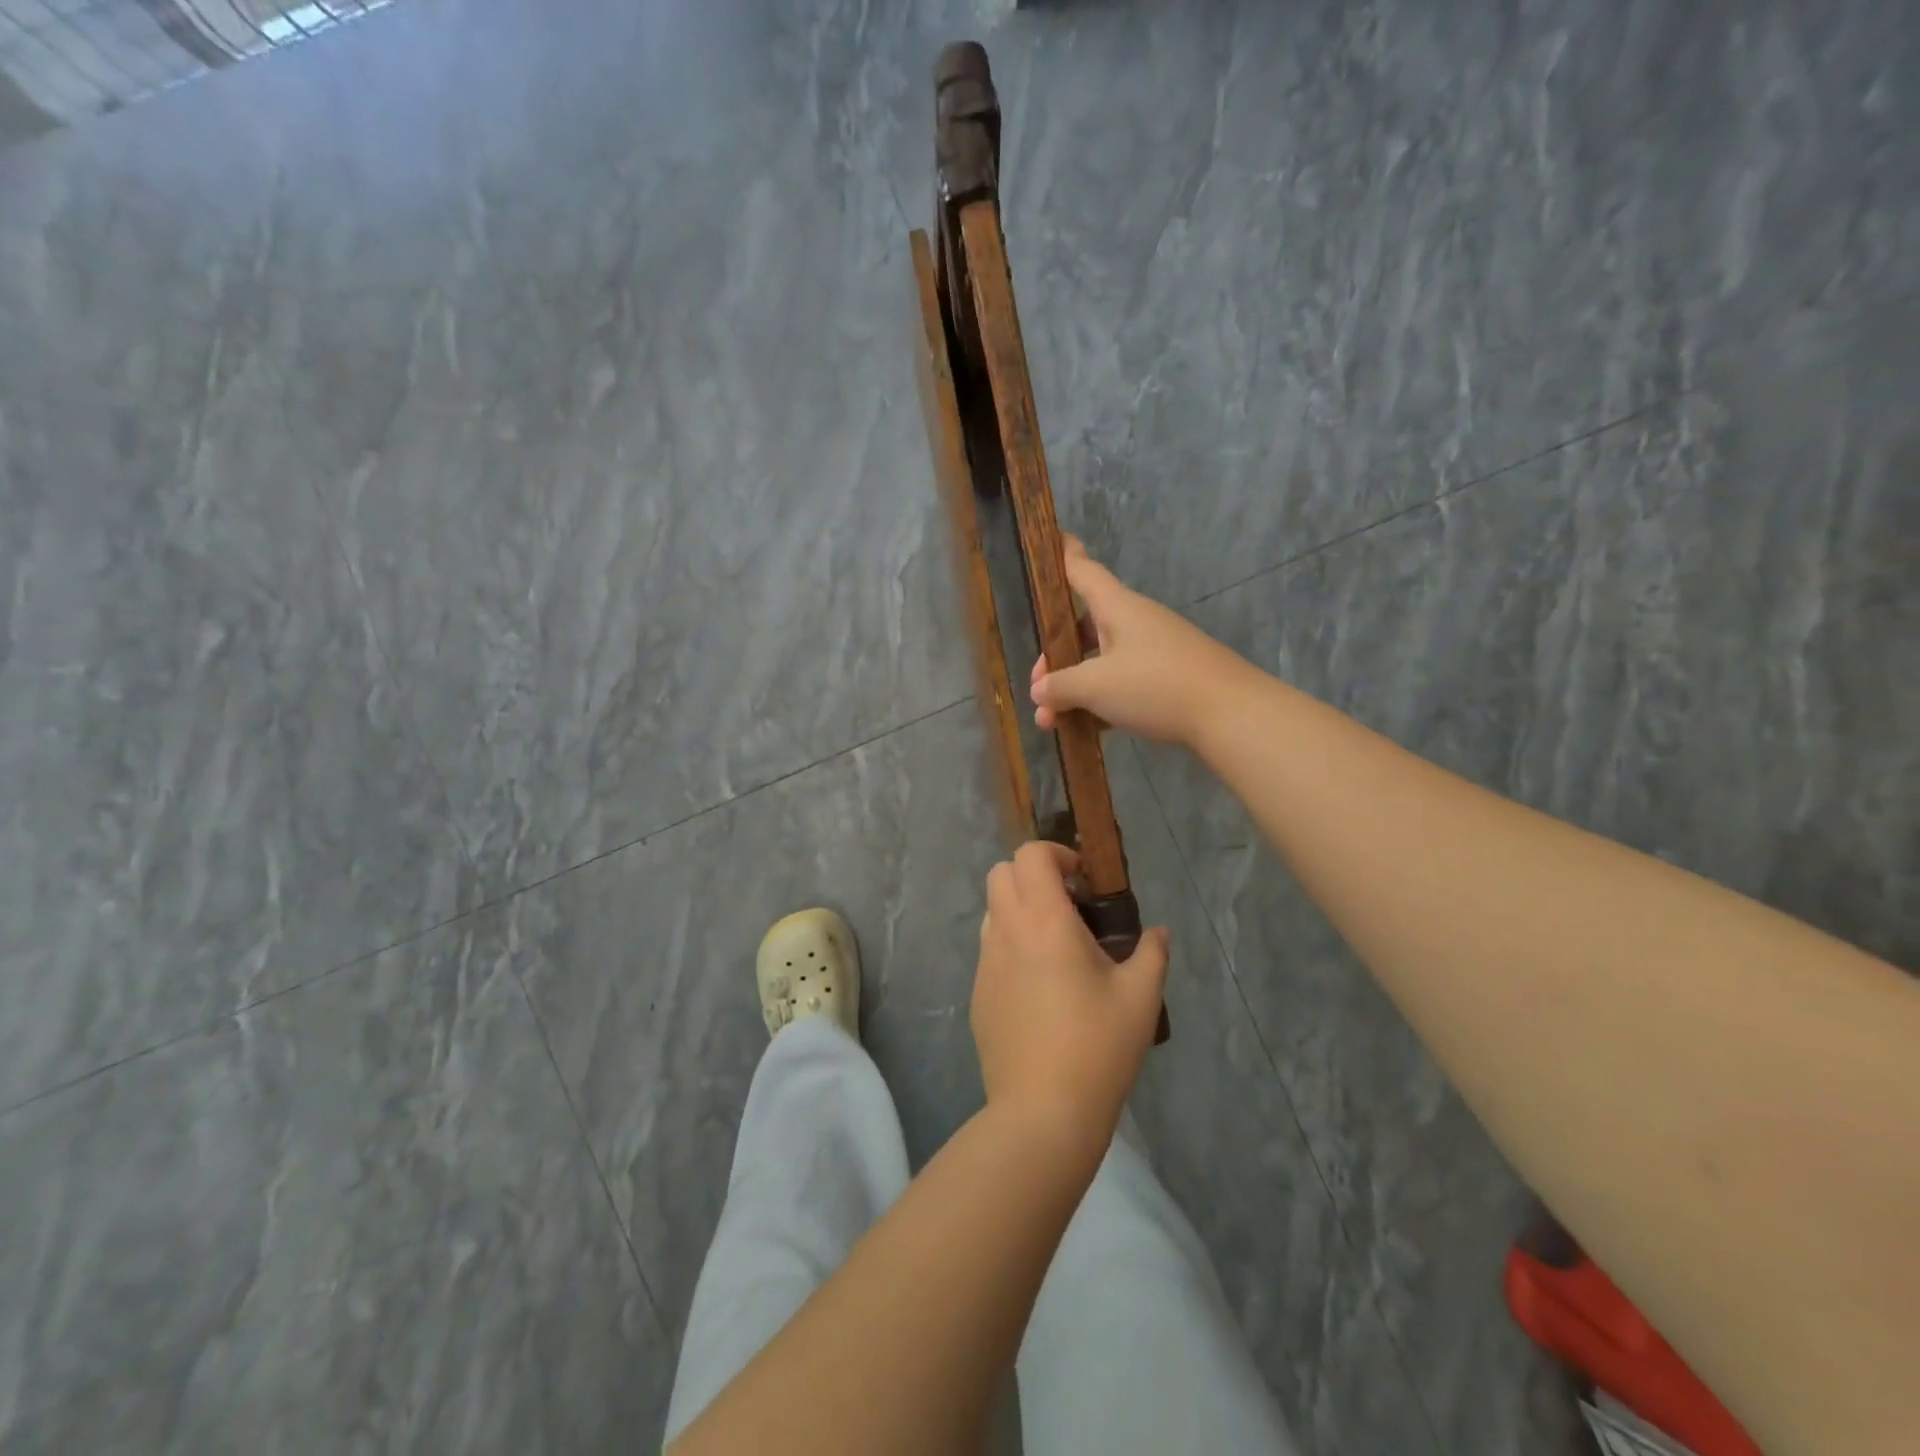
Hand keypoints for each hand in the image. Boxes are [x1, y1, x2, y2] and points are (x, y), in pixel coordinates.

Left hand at [971, 842, 1170, 1155]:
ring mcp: (985, 964)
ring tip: (1056, 947)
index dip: (1056, 854)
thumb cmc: (1097, 1047)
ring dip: (1019, 910)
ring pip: (992, 911)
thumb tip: (1159, 933)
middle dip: (1033, 876)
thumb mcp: (1140, 997)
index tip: (1083, 882)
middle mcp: (1006, 932)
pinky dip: (1011, 946)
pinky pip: (990, 951)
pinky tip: (1040, 989)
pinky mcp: (977, 995)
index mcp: (1043, 921)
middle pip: (1000, 873)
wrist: (1042, 1112)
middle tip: (1069, 907)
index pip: (1029, 855)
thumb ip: (1152, 953)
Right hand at [1030, 538, 1254, 747]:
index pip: (1083, 571)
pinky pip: (1123, 684)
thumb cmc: (1156, 685)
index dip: (1065, 555)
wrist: (1230, 714)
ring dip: (1074, 690)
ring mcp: (1154, 651)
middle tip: (1039, 691)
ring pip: (1101, 663)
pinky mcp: (1168, 680)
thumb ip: (1060, 686)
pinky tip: (1087, 730)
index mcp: (1117, 607)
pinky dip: (1101, 702)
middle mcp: (1135, 622)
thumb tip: (1040, 690)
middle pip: (1084, 628)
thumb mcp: (1096, 686)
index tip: (1053, 536)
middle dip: (1056, 659)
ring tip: (1052, 724)